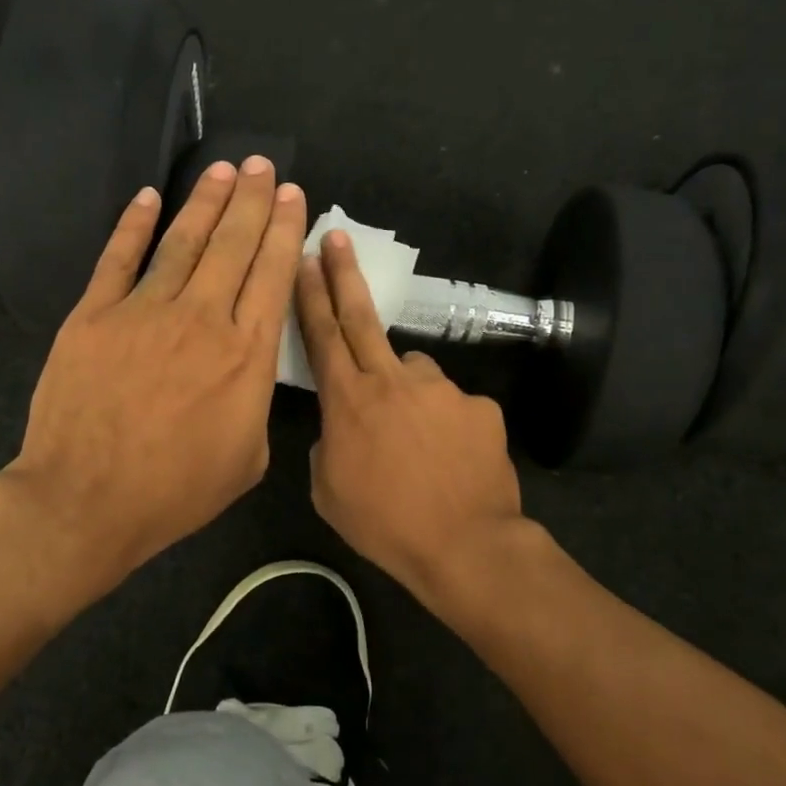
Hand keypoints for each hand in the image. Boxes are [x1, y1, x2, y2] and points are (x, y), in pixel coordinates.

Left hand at [4, 158, 306, 589]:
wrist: (87, 500)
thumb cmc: (176, 491)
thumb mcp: (249, 460)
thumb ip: (257, 403)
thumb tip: (250, 369)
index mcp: (246, 355)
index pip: (272, 275)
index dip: (285, 230)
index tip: (293, 197)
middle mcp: (202, 319)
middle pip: (233, 245)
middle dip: (253, 200)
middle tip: (264, 166)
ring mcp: (143, 311)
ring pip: (182, 241)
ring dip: (206, 202)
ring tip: (224, 170)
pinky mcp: (94, 316)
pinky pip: (118, 258)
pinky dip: (133, 225)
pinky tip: (148, 198)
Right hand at [295, 231, 525, 603]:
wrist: (464, 545)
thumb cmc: (384, 524)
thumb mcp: (329, 490)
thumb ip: (329, 443)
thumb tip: (343, 425)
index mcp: (348, 401)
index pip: (323, 335)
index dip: (311, 293)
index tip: (306, 256)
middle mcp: (393, 380)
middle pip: (363, 318)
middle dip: (344, 275)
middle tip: (338, 240)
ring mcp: (441, 389)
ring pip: (414, 372)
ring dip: (405, 389)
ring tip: (416, 439)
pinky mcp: (479, 405)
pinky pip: (452, 405)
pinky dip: (444, 423)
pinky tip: (450, 458)